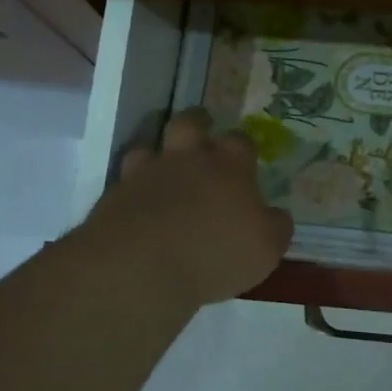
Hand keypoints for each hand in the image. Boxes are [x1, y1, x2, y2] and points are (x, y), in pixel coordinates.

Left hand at [76, 109, 293, 309]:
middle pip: (190, 124)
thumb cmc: (216, 253)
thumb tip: (276, 215)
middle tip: (202, 133)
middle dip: (198, 123)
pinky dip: (133, 189)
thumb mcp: (266, 248)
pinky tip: (138, 205)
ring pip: (150, 147)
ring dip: (158, 154)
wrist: (140, 267)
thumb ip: (275, 226)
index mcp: (229, 166)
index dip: (244, 147)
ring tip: (163, 169)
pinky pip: (125, 181)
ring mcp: (147, 173)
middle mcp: (188, 159)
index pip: (241, 142)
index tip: (246, 159)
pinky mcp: (115, 195)